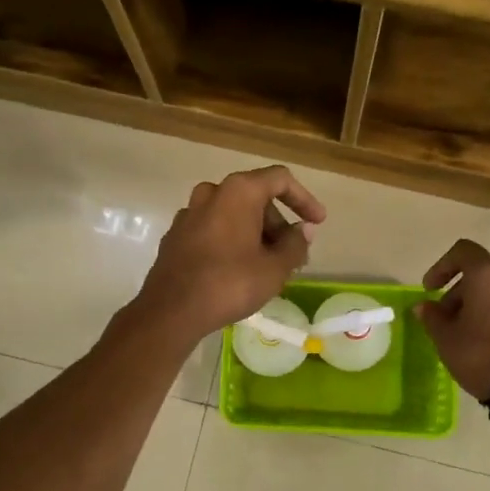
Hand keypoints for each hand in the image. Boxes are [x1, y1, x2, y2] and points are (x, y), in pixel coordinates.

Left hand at [135, 166, 326, 342]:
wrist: (171, 311)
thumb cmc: (230, 283)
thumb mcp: (275, 268)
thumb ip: (295, 244)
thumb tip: (303, 229)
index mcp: (238, 191)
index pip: (280, 180)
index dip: (304, 199)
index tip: (317, 222)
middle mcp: (212, 192)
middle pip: (255, 197)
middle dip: (278, 223)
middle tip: (293, 254)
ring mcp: (189, 213)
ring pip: (233, 214)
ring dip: (255, 233)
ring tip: (269, 265)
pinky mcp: (176, 235)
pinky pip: (213, 228)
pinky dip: (232, 240)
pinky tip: (239, 269)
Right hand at [414, 240, 489, 400]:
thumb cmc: (480, 354)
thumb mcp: (445, 337)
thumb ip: (432, 317)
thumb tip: (424, 307)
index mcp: (488, 277)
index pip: (464, 251)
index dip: (442, 266)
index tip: (430, 289)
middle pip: (479, 275)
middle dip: (456, 292)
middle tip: (442, 319)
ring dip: (474, 306)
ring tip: (460, 333)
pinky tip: (480, 343)